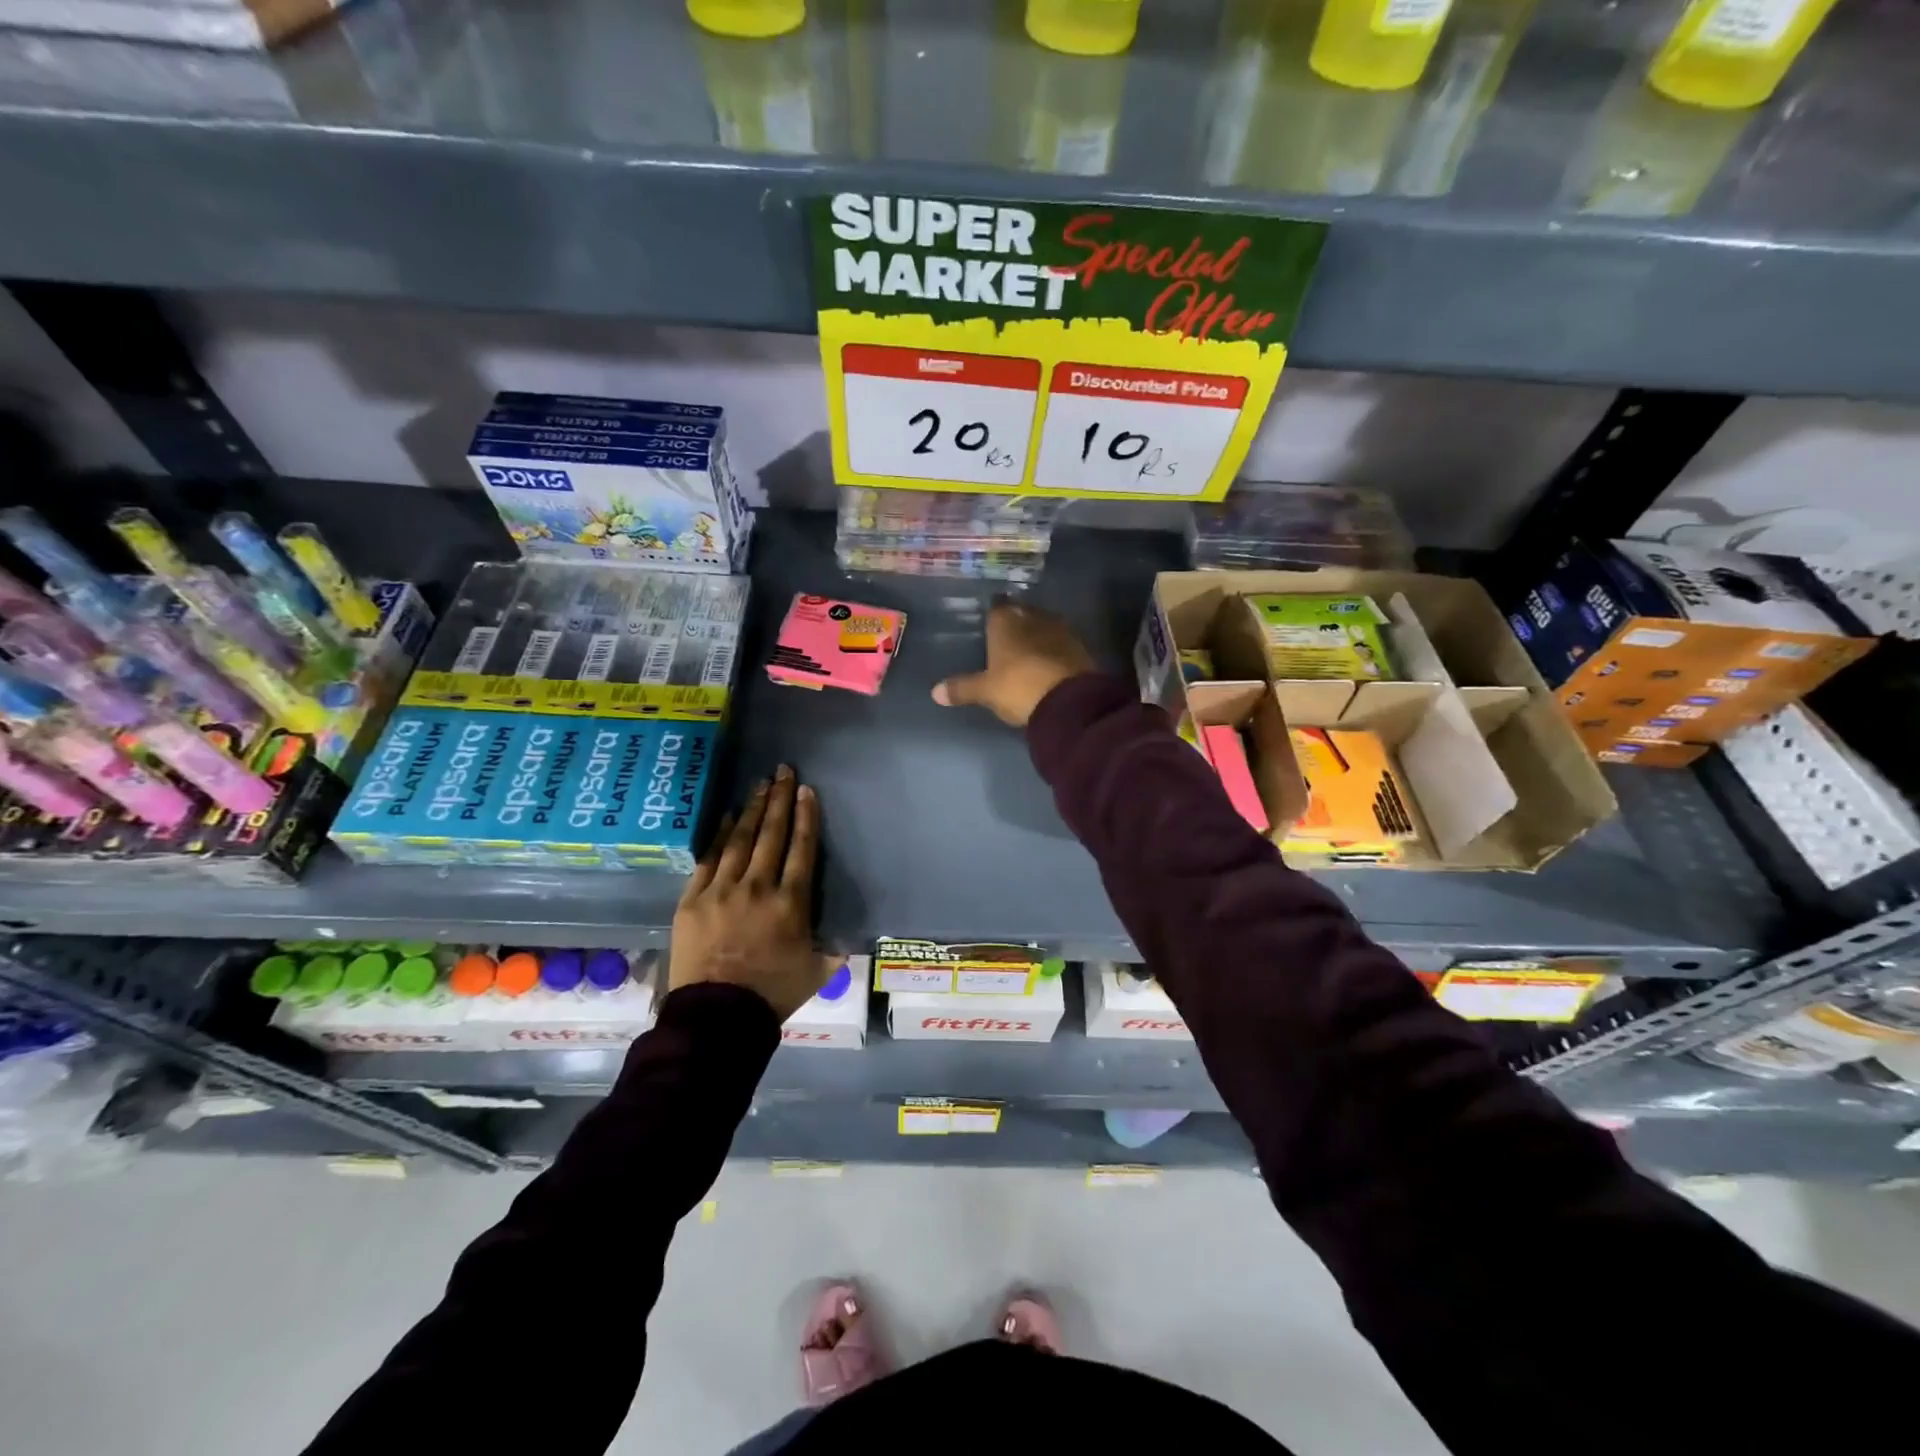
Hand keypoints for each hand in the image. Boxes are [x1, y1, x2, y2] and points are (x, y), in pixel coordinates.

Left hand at [670, 765, 833, 1021]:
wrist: (716, 1018)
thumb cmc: (771, 995)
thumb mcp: (815, 973)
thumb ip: (832, 951)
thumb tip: (846, 941)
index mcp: (791, 903)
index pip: (802, 849)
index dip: (806, 816)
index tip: (806, 790)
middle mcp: (758, 887)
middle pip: (771, 834)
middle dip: (780, 799)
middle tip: (783, 771)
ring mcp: (721, 890)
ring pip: (740, 839)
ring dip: (753, 809)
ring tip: (760, 784)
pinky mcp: (692, 900)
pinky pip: (708, 858)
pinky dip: (719, 834)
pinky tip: (728, 816)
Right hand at [932, 600, 1095, 727]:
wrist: (1068, 699)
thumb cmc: (1018, 687)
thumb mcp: (986, 691)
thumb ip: (962, 688)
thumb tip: (934, 693)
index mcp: (1005, 621)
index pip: (997, 608)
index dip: (994, 615)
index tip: (991, 624)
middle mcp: (1032, 617)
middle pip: (1022, 613)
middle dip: (1016, 623)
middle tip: (1007, 638)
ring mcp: (1059, 629)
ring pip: (1043, 625)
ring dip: (1037, 634)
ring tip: (1028, 650)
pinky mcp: (1079, 646)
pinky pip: (1061, 642)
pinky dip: (1054, 648)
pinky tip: (1049, 662)